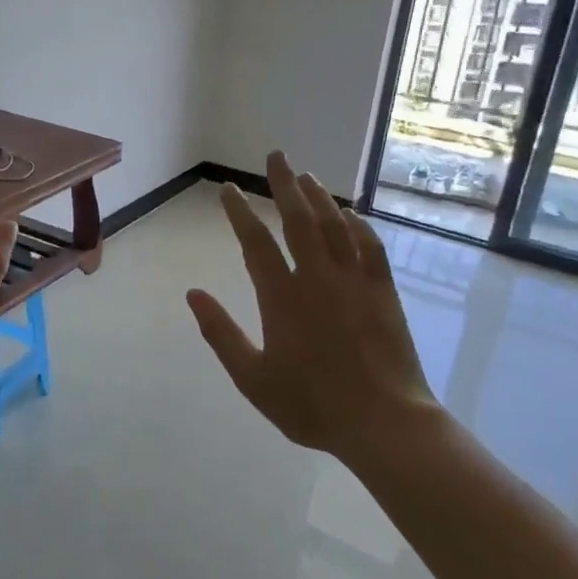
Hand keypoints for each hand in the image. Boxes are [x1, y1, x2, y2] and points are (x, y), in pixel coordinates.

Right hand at [186, 152, 441, 457]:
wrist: (384, 422)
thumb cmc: (311, 404)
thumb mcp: (252, 378)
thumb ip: (220, 333)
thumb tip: (193, 294)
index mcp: (281, 298)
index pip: (255, 242)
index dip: (239, 212)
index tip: (228, 188)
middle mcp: (317, 278)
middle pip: (298, 220)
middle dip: (284, 185)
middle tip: (276, 156)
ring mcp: (355, 282)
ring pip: (334, 226)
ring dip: (319, 197)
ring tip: (307, 175)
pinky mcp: (384, 292)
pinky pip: (370, 246)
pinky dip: (358, 225)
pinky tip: (350, 214)